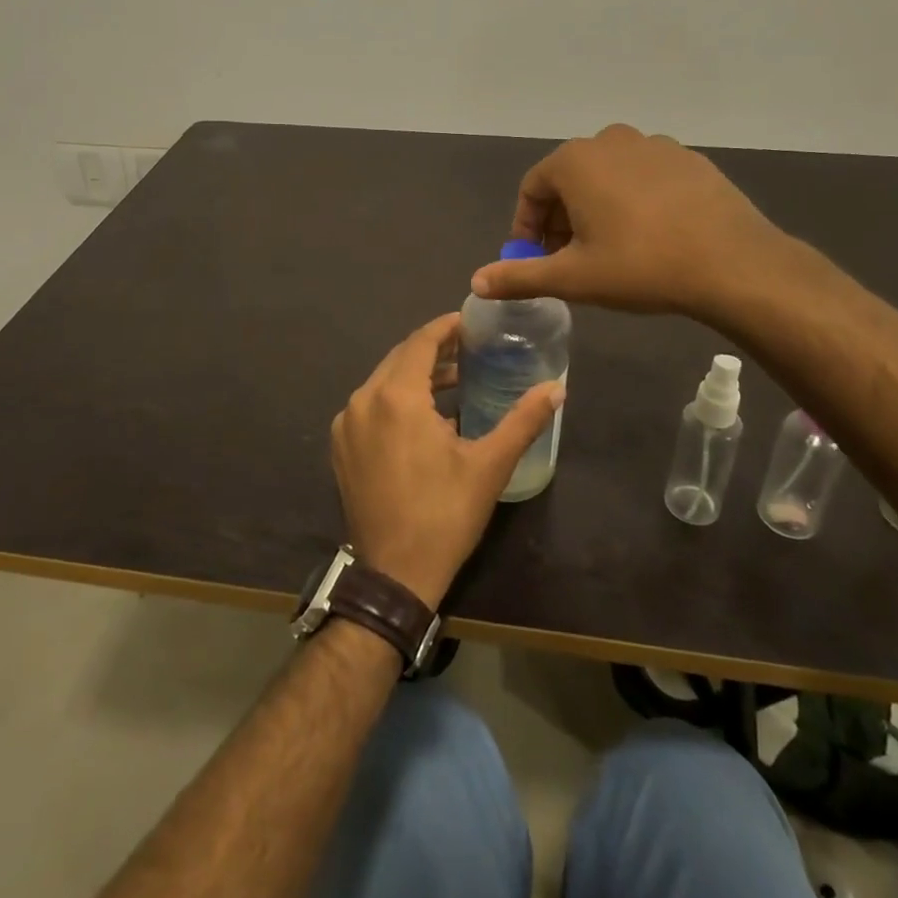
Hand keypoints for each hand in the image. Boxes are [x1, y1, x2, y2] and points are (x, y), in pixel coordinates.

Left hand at [330, 313, 563, 609]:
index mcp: (395, 397)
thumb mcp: (489, 465)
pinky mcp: (340, 446)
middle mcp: (363, 400)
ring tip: (453, 380)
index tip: (470, 322)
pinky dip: (394, 399)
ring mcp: (346, 424)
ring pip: (382, 381)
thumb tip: (558, 388)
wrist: (393, 574)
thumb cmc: (444, 515)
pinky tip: (422, 416)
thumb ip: (523, 420)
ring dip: (415, 375)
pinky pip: (369, 406)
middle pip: (400, 358)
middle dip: (433, 349)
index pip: (420, 342)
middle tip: (468, 349)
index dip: (446, 327)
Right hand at [469, 123, 791, 319]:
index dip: (526, 227)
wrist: (733, 263)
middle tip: (568, 258)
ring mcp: (654, 145)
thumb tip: (476, 282)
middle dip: (560, 219)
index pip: (532, 189)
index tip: (534, 260)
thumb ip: (520, 276)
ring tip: (608, 248)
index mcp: (575, 161)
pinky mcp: (689, 159)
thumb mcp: (573, 277)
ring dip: (595, 208)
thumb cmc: (641, 266)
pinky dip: (633, 200)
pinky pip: (644, 177)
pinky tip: (649, 235)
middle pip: (569, 179)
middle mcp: (610, 141)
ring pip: (607, 176)